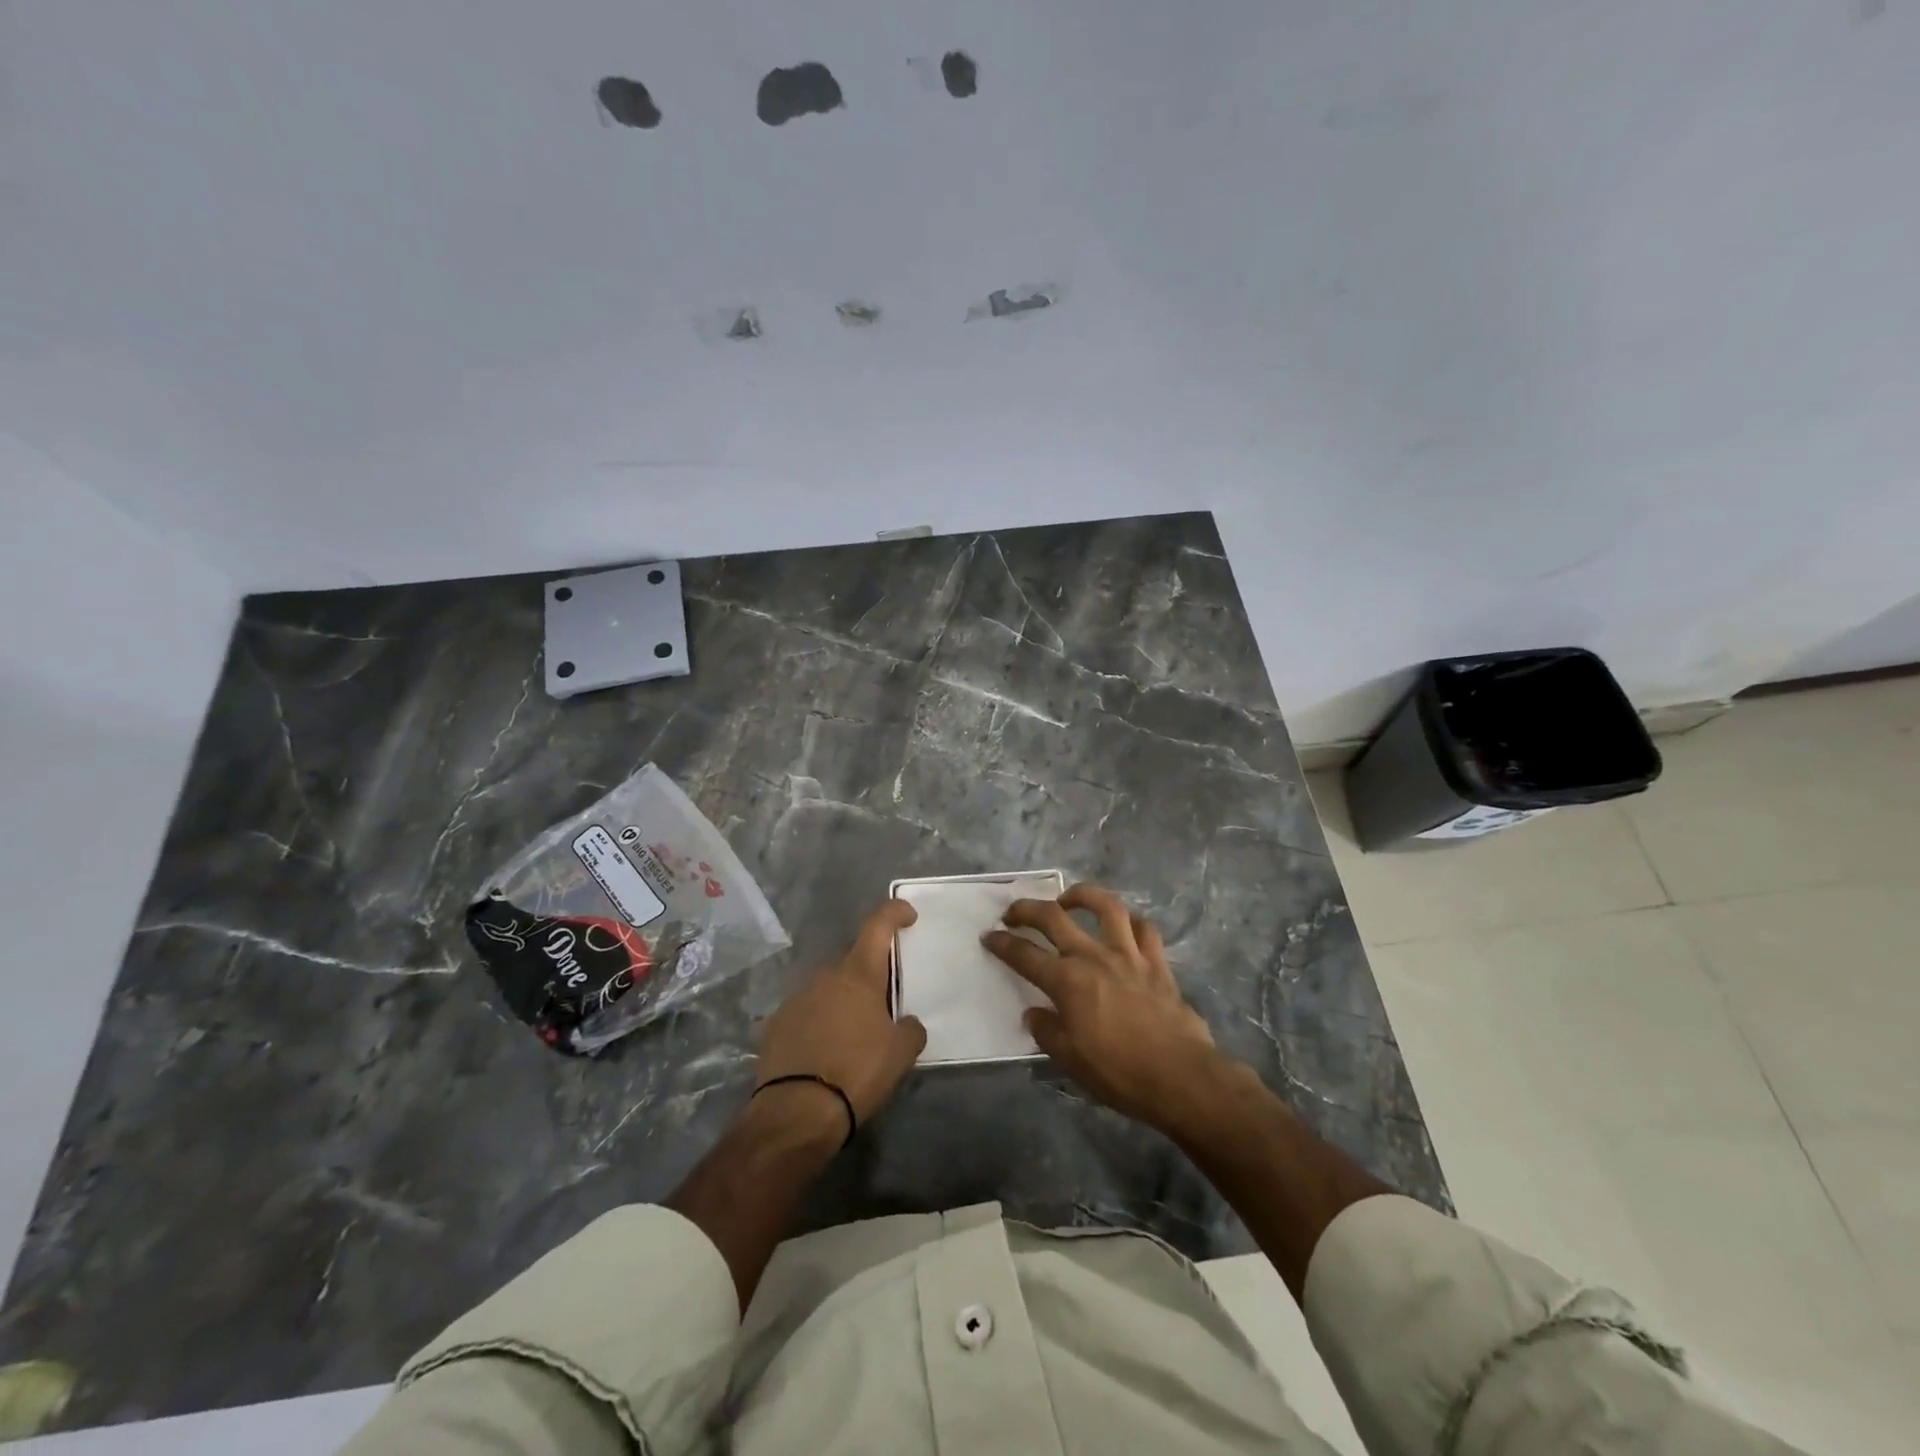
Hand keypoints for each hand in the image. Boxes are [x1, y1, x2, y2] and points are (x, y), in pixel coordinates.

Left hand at [754, 899, 926, 1138]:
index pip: (878, 925)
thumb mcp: (900, 1054)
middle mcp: (825, 976)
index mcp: (858, 974)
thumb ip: (910, 1029)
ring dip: (842, 1000)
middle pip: (853, 960)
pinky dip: (819, 1021)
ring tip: (853, 1034)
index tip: (907, 915)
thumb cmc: (857, 1072)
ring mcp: (796, 998)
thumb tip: (907, 1023)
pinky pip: (806, 1012)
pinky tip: (825, 1051)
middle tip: (884, 1001)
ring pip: (827, 987)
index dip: (894, 913)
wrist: (796, 1112)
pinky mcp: (775, 1024)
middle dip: (870, 973)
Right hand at [983, 882, 1224, 1133]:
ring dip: (1081, 895)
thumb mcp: (1069, 1060)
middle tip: (1014, 912)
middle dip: (1027, 909)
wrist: (1179, 1077)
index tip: (989, 936)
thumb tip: (1035, 1012)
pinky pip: (1144, 929)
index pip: (1024, 955)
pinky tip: (1123, 927)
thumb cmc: (1118, 1072)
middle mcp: (1094, 956)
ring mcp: (1128, 954)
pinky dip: (1130, 922)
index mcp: (1067, 981)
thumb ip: (1047, 1030)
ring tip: (1068, 899)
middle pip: (1054, 918)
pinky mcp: (1157, 962)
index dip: (1002, 943)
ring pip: (1105, 906)